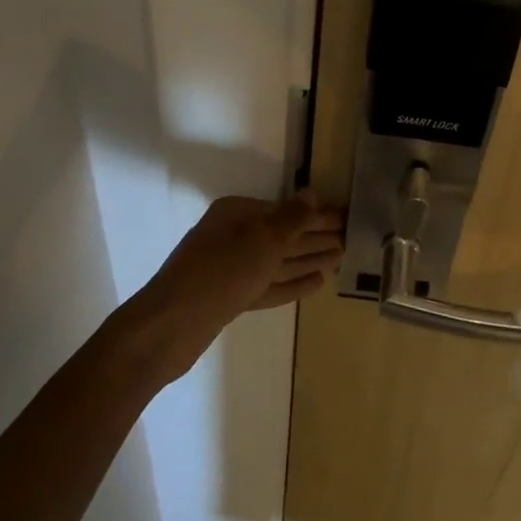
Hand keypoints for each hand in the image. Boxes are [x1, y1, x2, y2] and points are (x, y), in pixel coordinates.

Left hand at [126, 193, 343, 382]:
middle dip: (315, 237)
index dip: (317, 214)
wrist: (171, 326)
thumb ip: (291, 219)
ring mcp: (230, 268)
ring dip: (308, 259)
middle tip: (350, 240)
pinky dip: (291, 283)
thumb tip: (311, 194)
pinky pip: (268, 284)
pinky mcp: (230, 297)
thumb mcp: (262, 241)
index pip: (285, 209)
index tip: (346, 218)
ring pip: (277, 260)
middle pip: (282, 234)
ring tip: (339, 260)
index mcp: (236, 214)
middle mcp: (233, 236)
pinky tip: (317, 283)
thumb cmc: (221, 273)